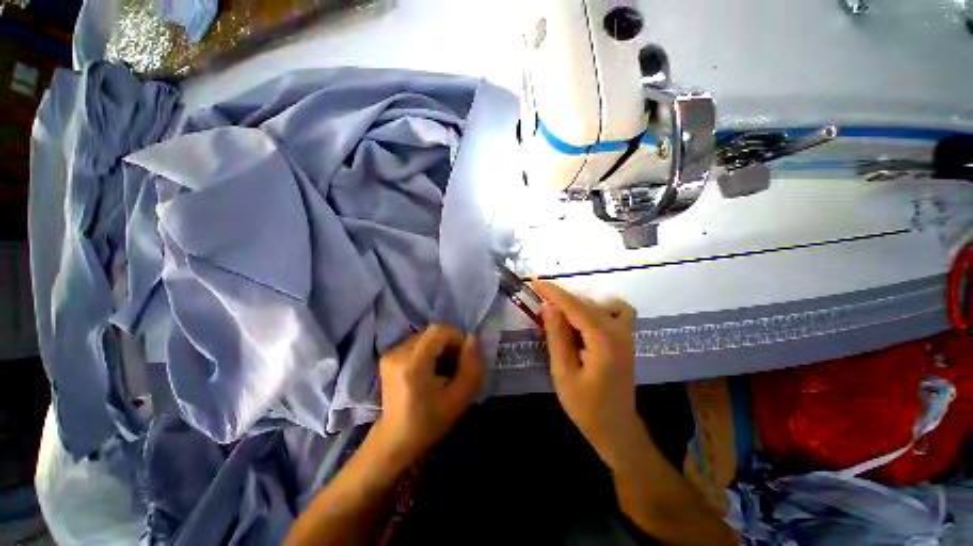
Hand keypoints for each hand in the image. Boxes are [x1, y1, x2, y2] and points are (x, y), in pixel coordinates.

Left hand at [371, 325, 483, 466]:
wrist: (395, 440)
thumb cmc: (429, 422)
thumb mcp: (459, 398)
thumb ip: (472, 367)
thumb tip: (473, 339)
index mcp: (412, 363)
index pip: (439, 331)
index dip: (458, 338)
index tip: (466, 356)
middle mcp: (397, 352)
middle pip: (432, 332)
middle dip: (450, 343)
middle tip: (458, 364)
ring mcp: (391, 353)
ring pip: (426, 336)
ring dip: (441, 347)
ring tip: (446, 368)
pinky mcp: (389, 356)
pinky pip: (417, 343)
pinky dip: (430, 350)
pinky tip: (433, 369)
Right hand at [533, 281, 641, 462]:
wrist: (617, 428)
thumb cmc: (586, 406)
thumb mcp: (563, 372)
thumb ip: (557, 336)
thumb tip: (549, 306)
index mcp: (603, 341)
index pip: (575, 306)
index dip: (553, 292)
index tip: (534, 281)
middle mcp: (619, 331)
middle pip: (586, 303)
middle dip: (561, 299)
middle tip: (540, 306)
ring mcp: (626, 334)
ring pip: (600, 304)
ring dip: (577, 304)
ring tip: (559, 316)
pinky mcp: (625, 338)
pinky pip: (616, 311)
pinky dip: (598, 307)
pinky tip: (584, 319)